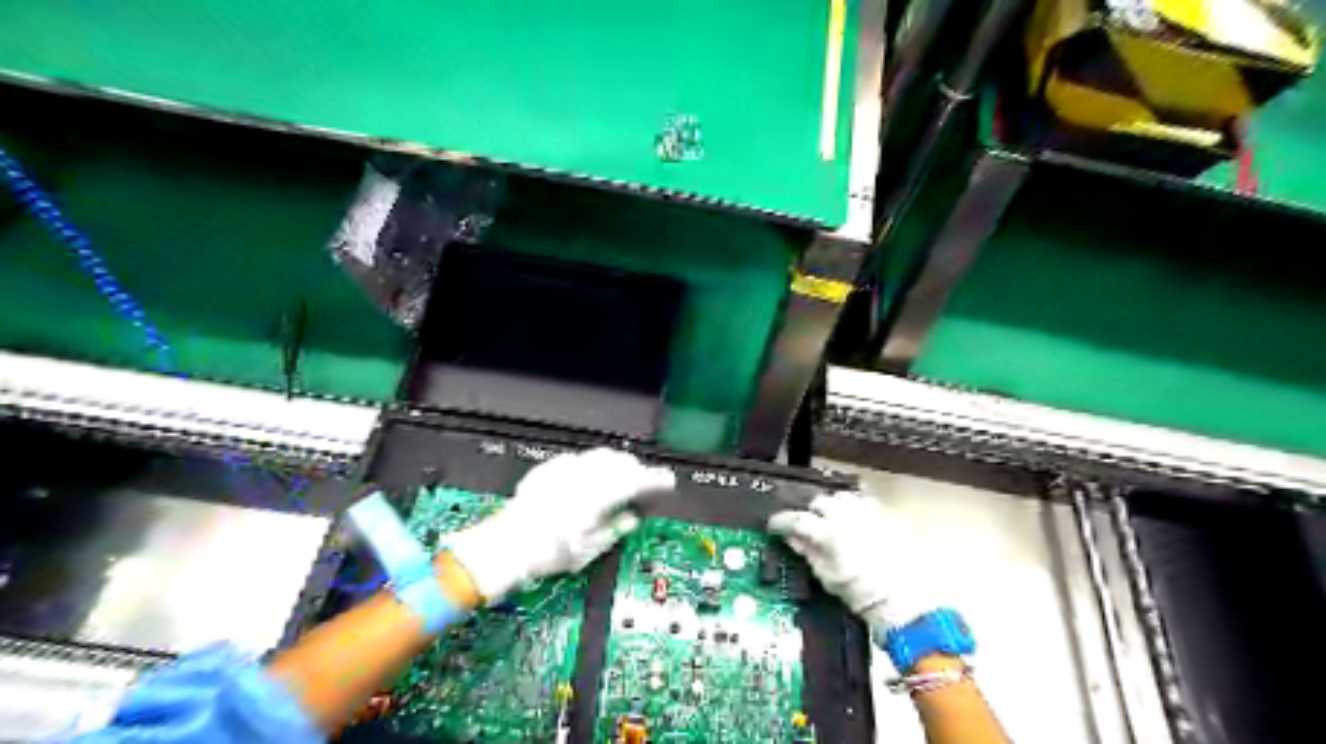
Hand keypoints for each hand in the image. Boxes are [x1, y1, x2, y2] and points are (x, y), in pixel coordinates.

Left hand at [449, 448, 674, 598]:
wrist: (506, 546)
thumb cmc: (547, 553)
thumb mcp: (589, 549)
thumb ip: (615, 528)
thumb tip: (630, 519)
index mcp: (597, 496)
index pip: (636, 479)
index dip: (656, 479)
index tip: (666, 481)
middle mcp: (583, 477)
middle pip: (620, 462)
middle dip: (636, 470)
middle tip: (645, 482)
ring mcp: (564, 470)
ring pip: (599, 456)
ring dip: (616, 464)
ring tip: (621, 476)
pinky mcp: (549, 470)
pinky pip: (578, 459)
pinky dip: (592, 465)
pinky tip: (590, 476)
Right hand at [773, 490, 895, 628]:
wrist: (902, 599)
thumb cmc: (862, 594)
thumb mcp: (827, 577)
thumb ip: (808, 553)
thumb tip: (792, 538)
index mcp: (828, 533)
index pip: (796, 519)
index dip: (781, 521)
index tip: (774, 526)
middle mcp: (846, 516)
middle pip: (818, 502)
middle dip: (809, 513)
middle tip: (806, 527)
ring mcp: (866, 512)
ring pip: (839, 496)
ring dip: (831, 506)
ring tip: (829, 521)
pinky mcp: (883, 514)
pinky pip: (861, 500)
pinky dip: (852, 506)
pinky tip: (851, 518)